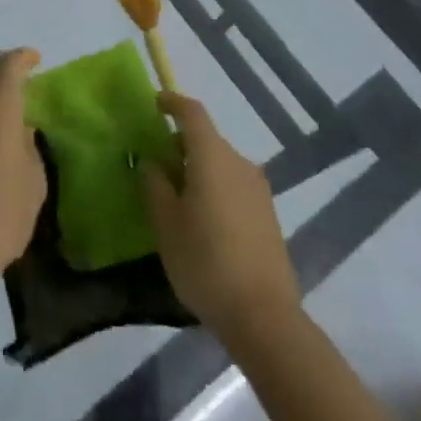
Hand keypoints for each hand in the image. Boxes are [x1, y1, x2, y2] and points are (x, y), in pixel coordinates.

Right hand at [141, 92, 299, 342]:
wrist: (264, 316)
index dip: (172, 103)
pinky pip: (234, 186)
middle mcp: (238, 163)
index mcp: (212, 156)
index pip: (192, 112)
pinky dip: (214, 188)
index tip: (154, 104)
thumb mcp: (166, 224)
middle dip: (180, 144)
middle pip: (206, 139)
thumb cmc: (205, 262)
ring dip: (198, 169)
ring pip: (221, 164)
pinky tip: (202, 220)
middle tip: (155, 164)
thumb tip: (152, 161)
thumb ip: (155, 185)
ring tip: (175, 197)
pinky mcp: (268, 215)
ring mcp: (258, 189)